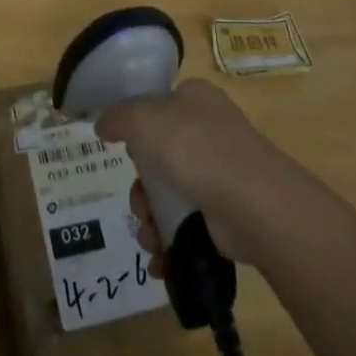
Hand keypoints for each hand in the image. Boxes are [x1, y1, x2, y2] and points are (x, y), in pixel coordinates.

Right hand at [96, 79, 287, 264]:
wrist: (253, 203)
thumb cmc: (195, 149)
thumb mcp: (145, 120)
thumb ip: (119, 118)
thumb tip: (103, 125)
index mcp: (194, 98)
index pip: (157, 106)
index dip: (136, 129)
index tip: (125, 152)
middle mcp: (208, 130)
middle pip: (157, 156)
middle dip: (140, 189)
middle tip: (138, 206)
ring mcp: (220, 171)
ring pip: (169, 194)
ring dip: (150, 219)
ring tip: (149, 238)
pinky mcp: (225, 211)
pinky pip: (186, 224)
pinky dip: (169, 241)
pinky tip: (160, 257)